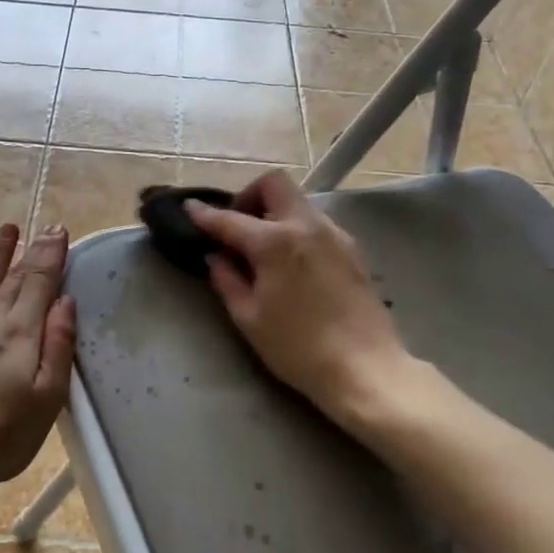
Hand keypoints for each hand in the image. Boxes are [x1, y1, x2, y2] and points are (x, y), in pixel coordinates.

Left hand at [0, 223, 76, 495]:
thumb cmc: (0, 435)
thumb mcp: (46, 398)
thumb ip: (58, 346)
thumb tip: (65, 302)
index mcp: (20, 332)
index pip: (39, 281)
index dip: (50, 254)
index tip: (58, 230)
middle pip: (13, 278)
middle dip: (31, 250)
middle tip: (44, 226)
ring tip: (8, 231)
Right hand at [187, 171, 409, 422]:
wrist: (365, 368)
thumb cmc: (298, 348)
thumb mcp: (250, 318)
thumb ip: (228, 281)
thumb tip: (216, 258)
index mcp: (275, 242)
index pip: (230, 220)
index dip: (205, 215)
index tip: (189, 209)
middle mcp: (307, 226)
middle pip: (274, 184)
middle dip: (250, 196)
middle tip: (238, 228)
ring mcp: (335, 235)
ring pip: (299, 203)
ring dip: (275, 214)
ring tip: (264, 251)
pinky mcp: (353, 250)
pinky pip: (317, 224)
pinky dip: (297, 230)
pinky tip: (292, 264)